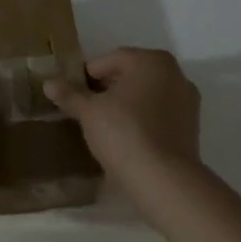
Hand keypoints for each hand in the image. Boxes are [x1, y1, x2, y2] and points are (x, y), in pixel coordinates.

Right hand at [43, 47, 201, 183]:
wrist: (165, 181)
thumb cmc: (124, 133)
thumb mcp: (89, 112)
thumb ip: (70, 94)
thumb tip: (48, 83)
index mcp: (151, 60)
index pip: (110, 60)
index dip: (87, 76)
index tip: (73, 94)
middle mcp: (175, 73)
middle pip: (130, 76)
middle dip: (107, 89)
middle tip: (86, 109)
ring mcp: (187, 102)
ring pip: (146, 96)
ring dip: (126, 105)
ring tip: (104, 125)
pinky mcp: (192, 128)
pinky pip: (159, 115)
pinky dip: (142, 121)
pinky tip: (126, 139)